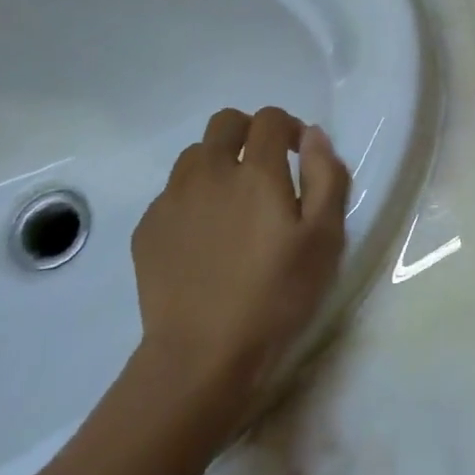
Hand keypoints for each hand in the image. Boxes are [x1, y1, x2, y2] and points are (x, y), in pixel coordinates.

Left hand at [129, 107, 349, 413]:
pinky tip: (206, 237)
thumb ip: (326, 177)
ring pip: (194, 156)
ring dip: (218, 163)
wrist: (202, 355)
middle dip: (249, 132)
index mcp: (255, 171)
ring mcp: (172, 200)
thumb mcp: (325, 238)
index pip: (270, 119)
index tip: (299, 154)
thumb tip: (313, 135)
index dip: (289, 127)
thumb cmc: (277, 295)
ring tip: (234, 202)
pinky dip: (193, 198)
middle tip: (266, 168)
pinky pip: (172, 194)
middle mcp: (209, 172)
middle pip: (225, 123)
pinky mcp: (148, 229)